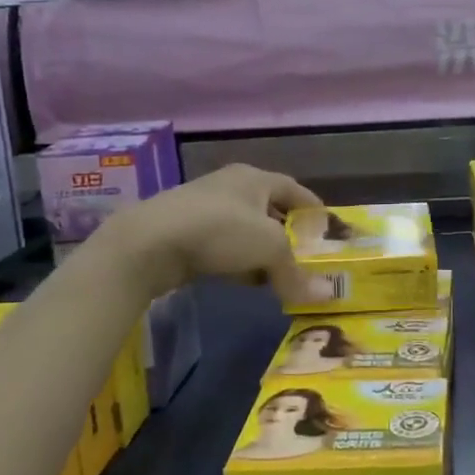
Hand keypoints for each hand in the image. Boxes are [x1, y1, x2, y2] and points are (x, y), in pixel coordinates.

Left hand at [91, 164, 333, 303]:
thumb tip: (325, 295)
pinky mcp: (184, 232)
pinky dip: (238, 261)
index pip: (294, 188)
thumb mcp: (268, 249)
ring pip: (244, 230)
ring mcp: (204, 209)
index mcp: (254, 179)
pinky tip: (244, 281)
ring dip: (262, 251)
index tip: (327, 228)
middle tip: (305, 256)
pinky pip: (223, 246)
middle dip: (288, 233)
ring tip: (278, 274)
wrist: (147, 243)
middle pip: (269, 208)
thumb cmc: (219, 231)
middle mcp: (231, 187)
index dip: (313, 207)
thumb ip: (296, 272)